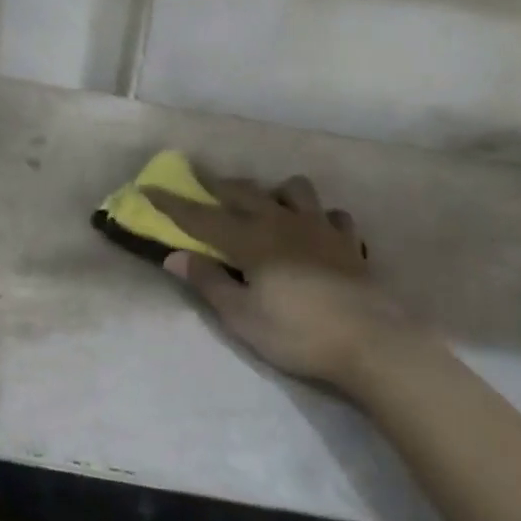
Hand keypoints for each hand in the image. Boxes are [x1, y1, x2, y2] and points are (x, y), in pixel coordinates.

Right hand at [151, 173, 404, 388]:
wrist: (371, 341)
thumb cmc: (297, 333)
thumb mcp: (242, 317)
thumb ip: (209, 282)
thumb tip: (175, 257)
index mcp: (252, 242)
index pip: (202, 218)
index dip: (173, 204)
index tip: (148, 187)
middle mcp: (283, 224)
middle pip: (245, 193)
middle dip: (218, 185)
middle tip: (201, 180)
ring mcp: (320, 229)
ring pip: (294, 191)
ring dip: (274, 192)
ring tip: (267, 206)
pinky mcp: (349, 243)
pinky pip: (332, 216)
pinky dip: (318, 218)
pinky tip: (315, 232)